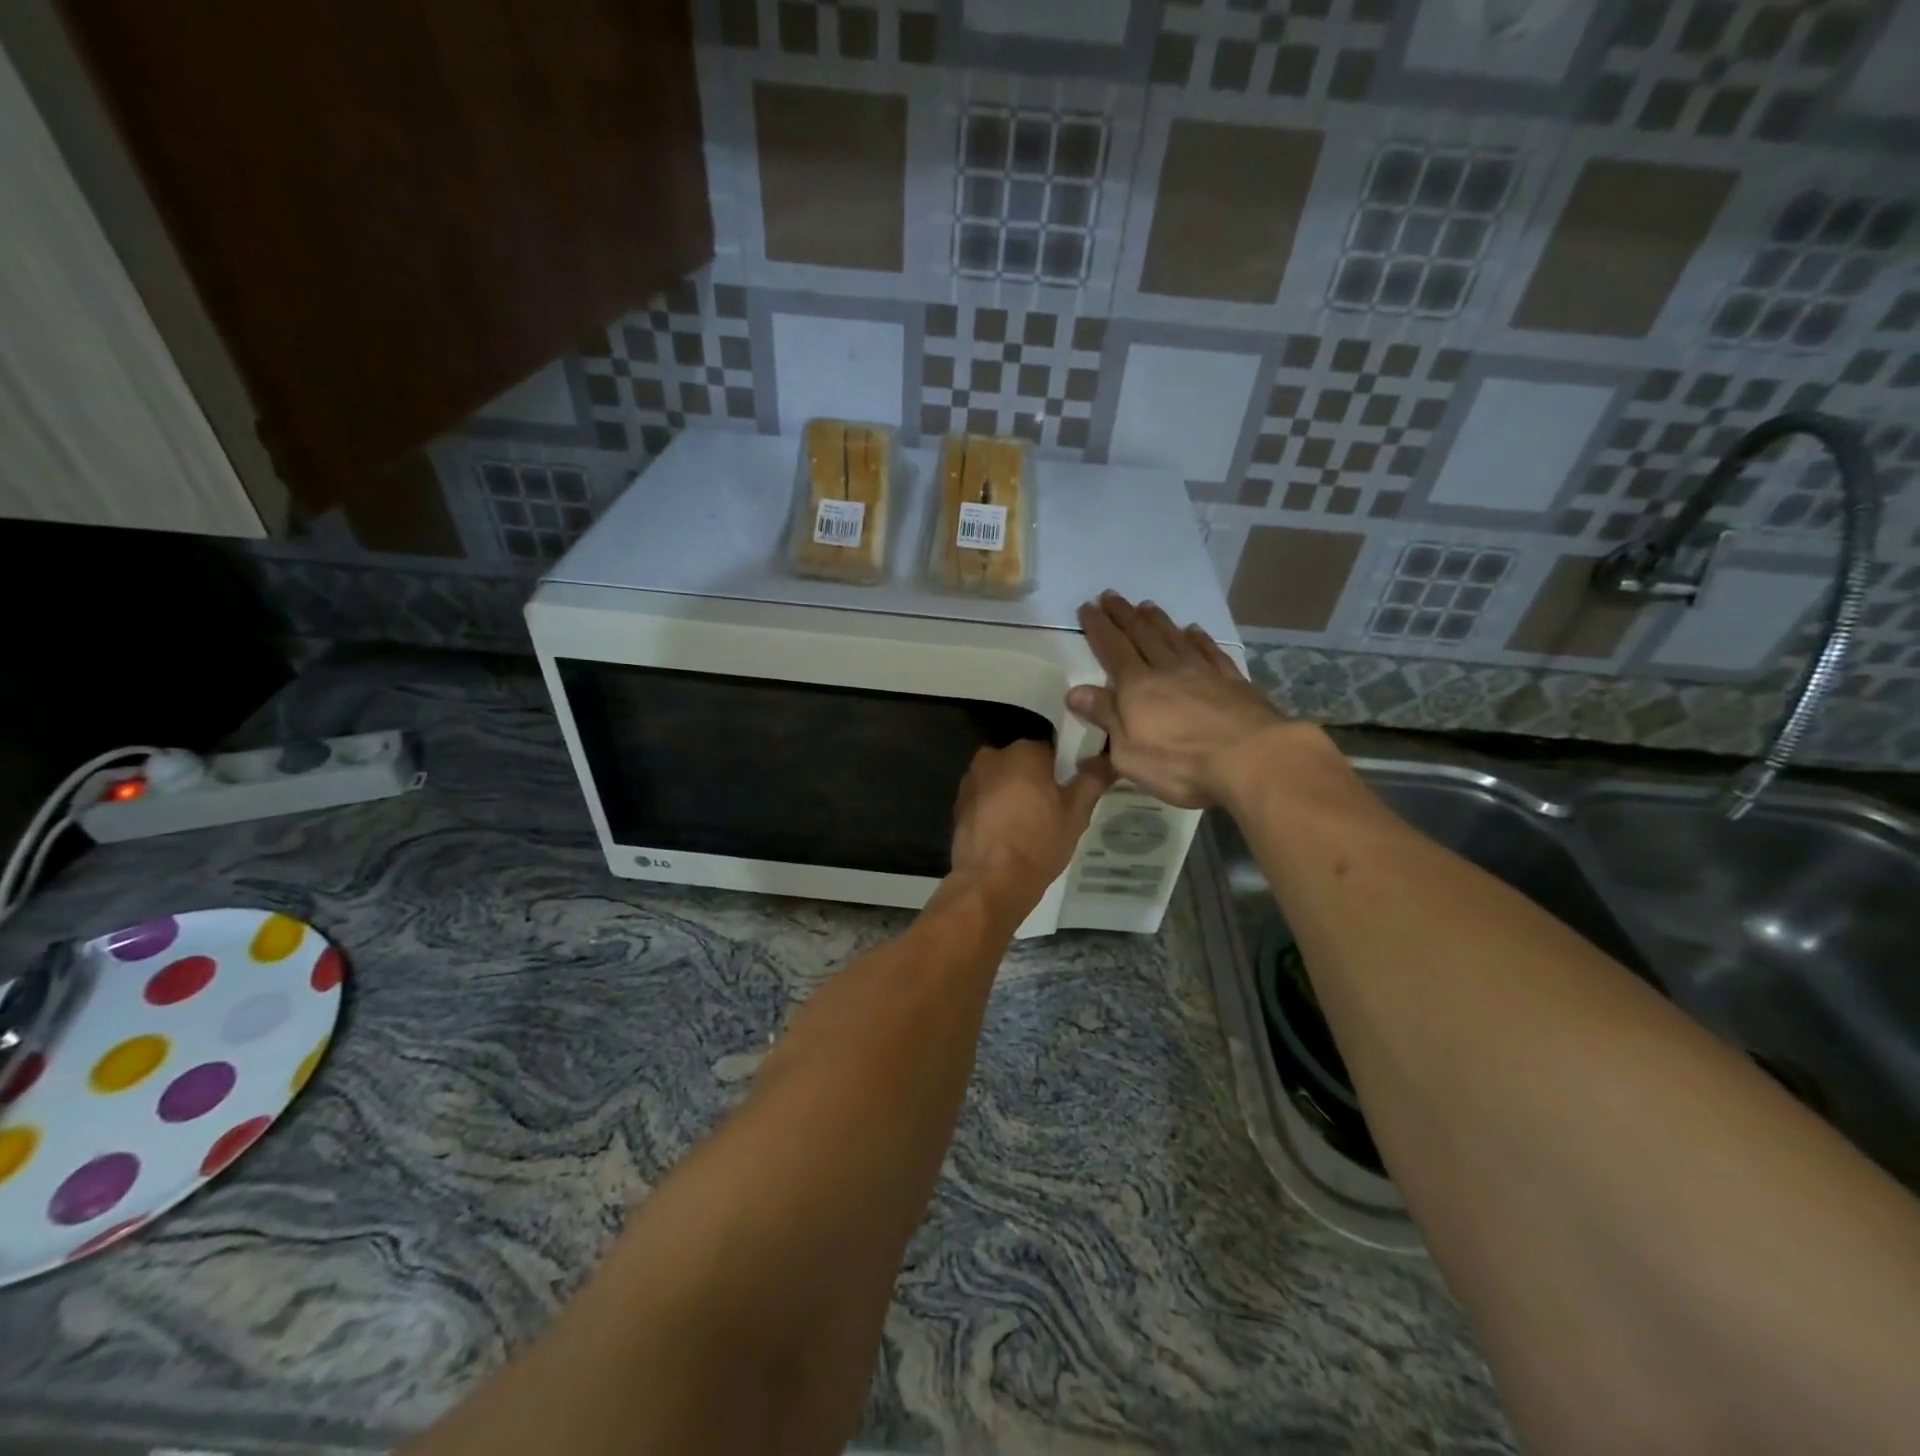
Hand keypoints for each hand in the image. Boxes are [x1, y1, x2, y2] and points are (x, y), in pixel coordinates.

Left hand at [950, 740, 1112, 900]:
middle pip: (1022, 764)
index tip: (1071, 793)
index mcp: (1023, 751)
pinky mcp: (958, 806)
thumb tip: (1108, 759)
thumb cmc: (1039, 841)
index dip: (1064, 771)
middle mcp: (992, 756)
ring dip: (1014, 796)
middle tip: (1053, 812)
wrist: (991, 881)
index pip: (1051, 750)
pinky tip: (1008, 836)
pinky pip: (985, 801)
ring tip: (1030, 827)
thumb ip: (1093, 779)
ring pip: (1002, 782)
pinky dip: (996, 812)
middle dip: (1036, 782)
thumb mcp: (1077, 812)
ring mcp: (970, 781)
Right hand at [1066, 592, 1299, 808]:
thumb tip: (1075, 692)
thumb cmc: (1180, 763)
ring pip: (1174, 638)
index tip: (1088, 607)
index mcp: (1137, 687)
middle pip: (1142, 636)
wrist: (1252, 759)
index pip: (1112, 650)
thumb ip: (1105, 717)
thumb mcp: (1128, 752)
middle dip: (1124, 615)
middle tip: (1111, 596)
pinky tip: (1194, 630)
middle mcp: (1168, 670)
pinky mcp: (1233, 682)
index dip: (1098, 628)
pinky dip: (1199, 639)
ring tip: (1146, 606)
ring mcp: (1203, 673)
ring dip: (1158, 621)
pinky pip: (1211, 652)